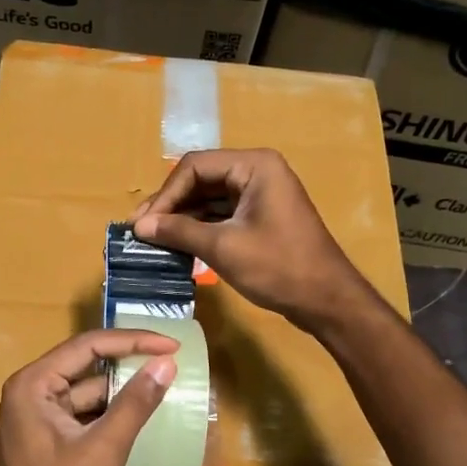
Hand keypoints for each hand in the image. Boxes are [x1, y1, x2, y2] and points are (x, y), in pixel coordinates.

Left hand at [0, 328, 179, 465]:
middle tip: (169, 360)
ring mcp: (34, 418)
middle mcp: (29, 393)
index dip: (133, 341)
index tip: (172, 345)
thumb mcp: (103, 448)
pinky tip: (137, 417)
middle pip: (85, 365)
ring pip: (85, 392)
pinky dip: (108, 414)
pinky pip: (81, 415)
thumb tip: (166, 364)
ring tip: (161, 386)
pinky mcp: (43, 441)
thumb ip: (135, 402)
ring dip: (120, 391)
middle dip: (128, 362)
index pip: (88, 346)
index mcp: (33, 384)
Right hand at [132, 149, 370, 332]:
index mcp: (254, 165)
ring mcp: (261, 194)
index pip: (194, 167)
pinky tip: (178, 245)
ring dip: (182, 218)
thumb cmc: (278, 267)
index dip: (165, 195)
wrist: (326, 299)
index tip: (142, 224)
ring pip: (209, 198)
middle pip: (201, 179)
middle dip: (171, 205)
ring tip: (153, 240)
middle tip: (141, 231)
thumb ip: (179, 231)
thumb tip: (139, 226)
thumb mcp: (223, 247)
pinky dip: (200, 228)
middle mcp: (257, 171)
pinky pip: (222, 214)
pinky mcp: (261, 217)